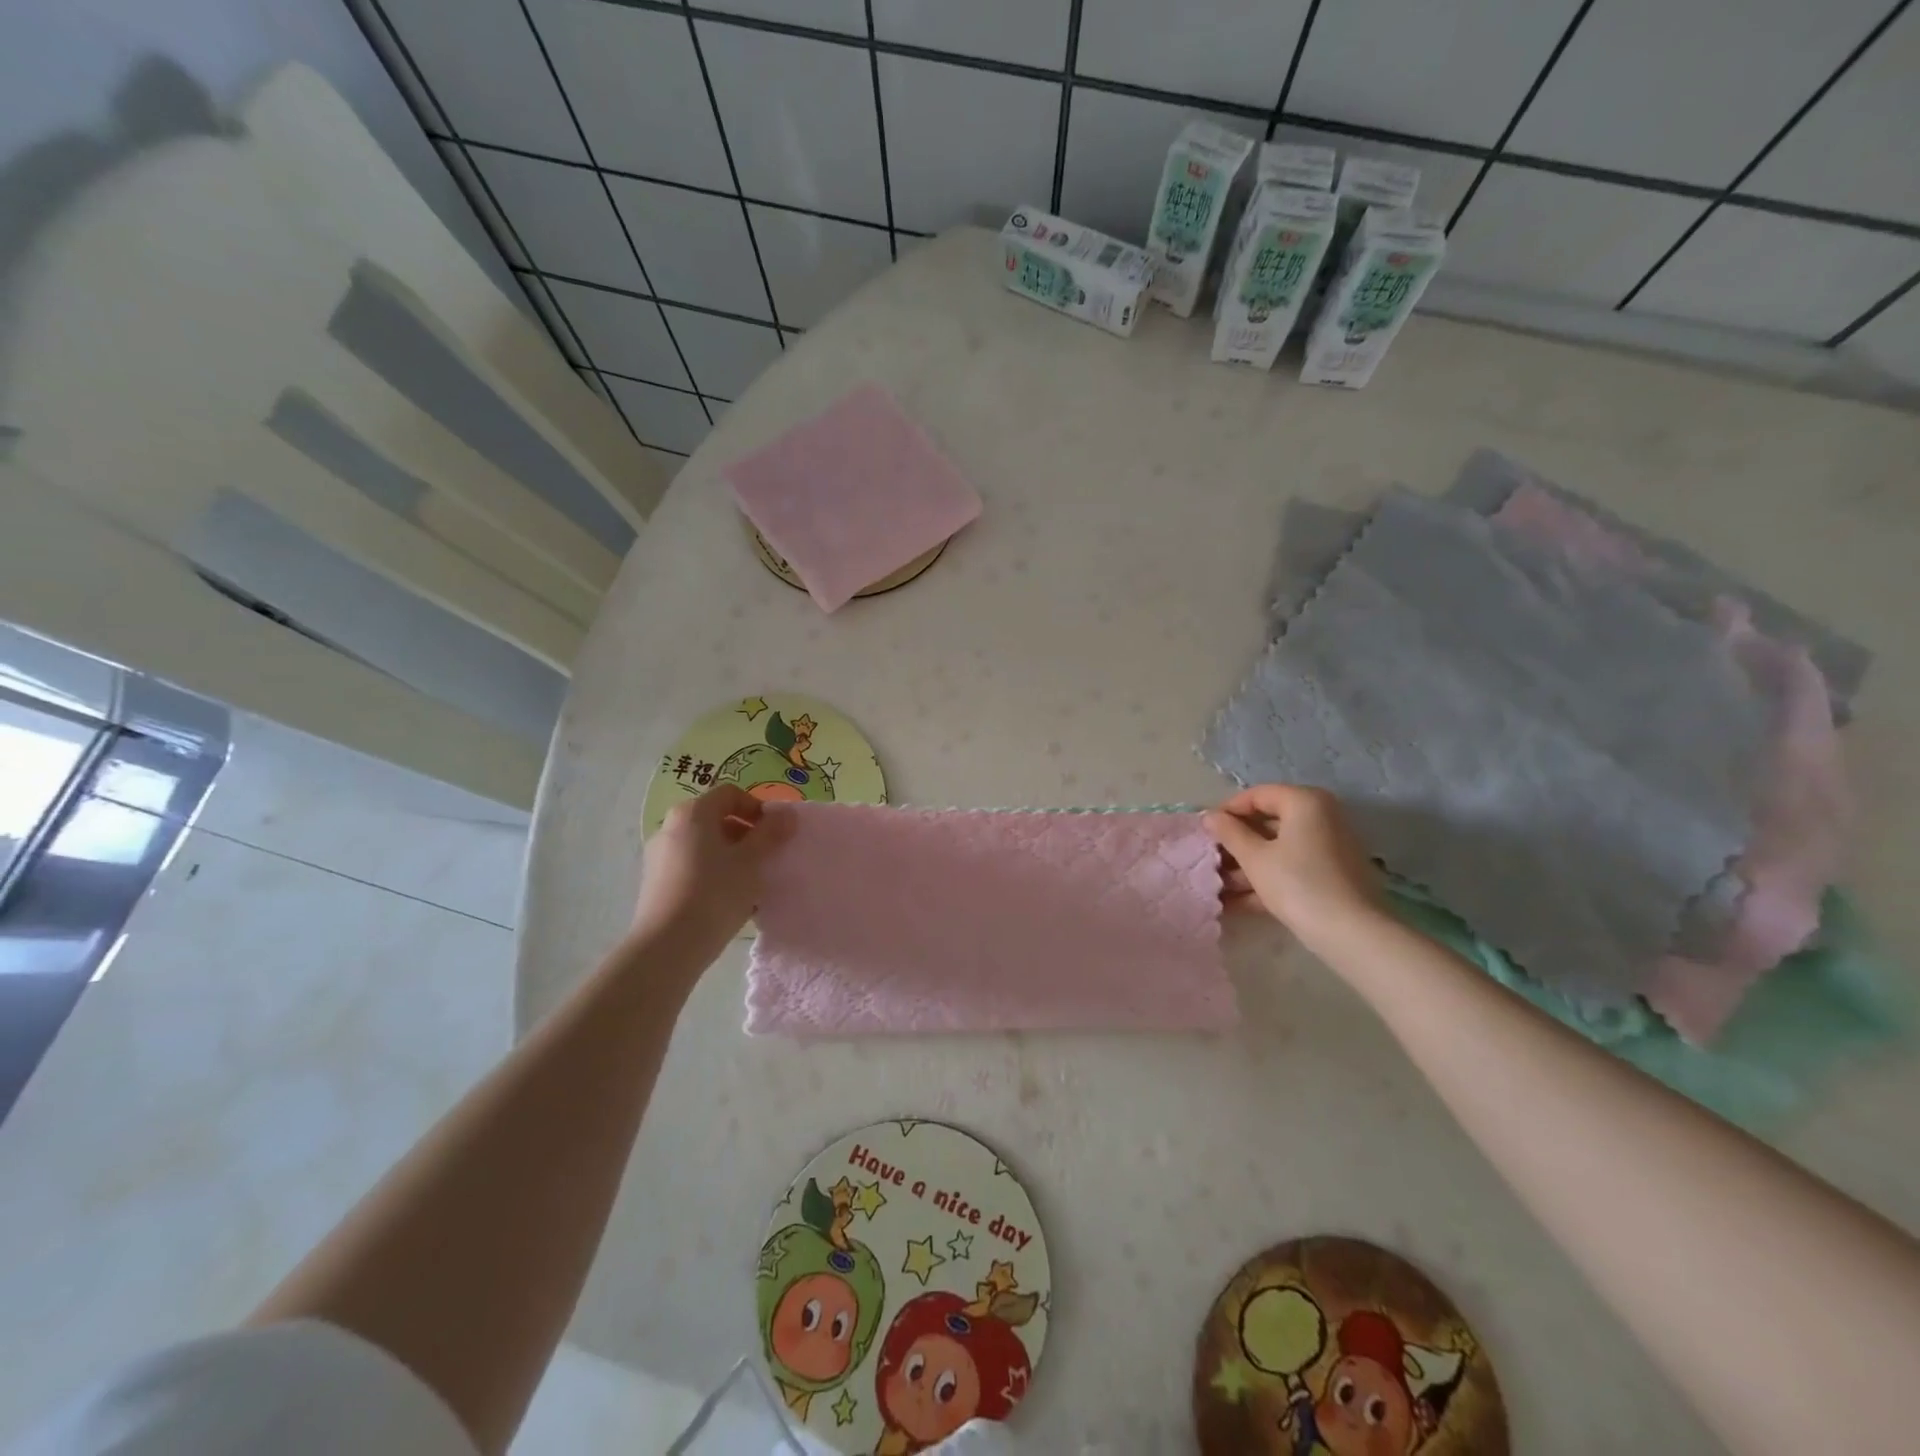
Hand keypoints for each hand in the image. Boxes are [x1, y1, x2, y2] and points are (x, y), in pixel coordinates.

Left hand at [629, 785, 794, 964]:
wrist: (668, 946)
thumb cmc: (715, 893)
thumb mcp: (752, 861)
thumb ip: (771, 833)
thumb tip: (787, 813)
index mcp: (693, 813)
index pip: (730, 794)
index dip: (757, 808)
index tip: (775, 833)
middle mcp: (671, 827)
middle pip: (716, 819)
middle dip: (746, 834)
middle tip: (767, 857)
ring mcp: (659, 856)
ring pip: (705, 846)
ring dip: (731, 856)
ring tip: (751, 882)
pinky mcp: (655, 883)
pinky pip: (692, 867)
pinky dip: (713, 874)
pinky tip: (729, 900)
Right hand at [1205, 784, 1383, 953]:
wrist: (1353, 934)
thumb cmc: (1298, 884)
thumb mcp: (1255, 857)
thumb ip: (1229, 833)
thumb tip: (1210, 816)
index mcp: (1305, 802)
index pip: (1257, 795)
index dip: (1227, 811)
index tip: (1206, 832)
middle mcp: (1322, 816)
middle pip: (1269, 822)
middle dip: (1237, 843)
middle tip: (1211, 861)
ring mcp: (1331, 846)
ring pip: (1280, 848)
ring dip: (1249, 865)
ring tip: (1219, 887)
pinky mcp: (1334, 874)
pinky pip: (1294, 866)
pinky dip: (1269, 878)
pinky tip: (1240, 901)